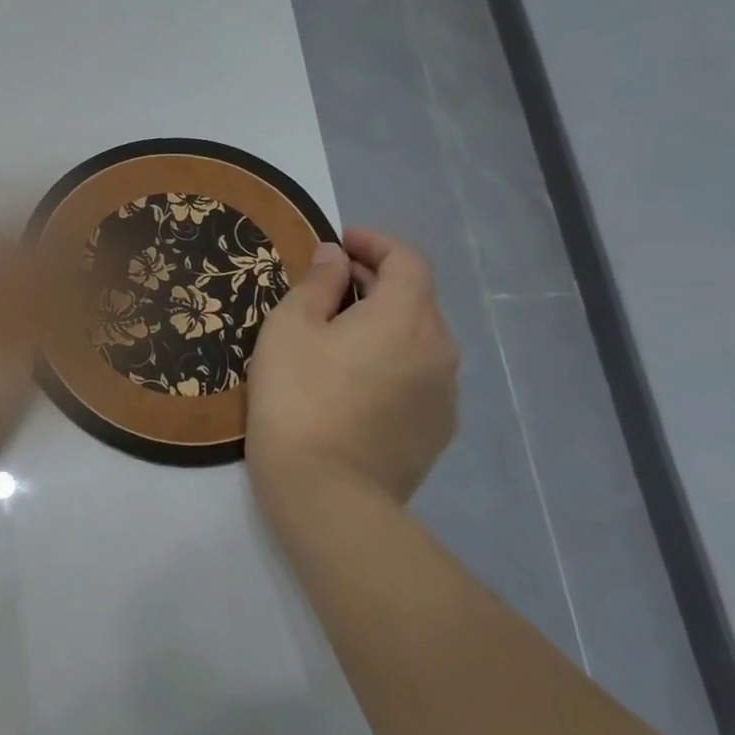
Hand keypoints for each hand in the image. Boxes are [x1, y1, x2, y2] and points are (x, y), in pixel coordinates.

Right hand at [245, 227, 459, 509]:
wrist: (326, 493)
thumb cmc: (298, 398)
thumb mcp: (290, 328)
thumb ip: (317, 283)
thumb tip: (336, 257)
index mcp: (406, 316)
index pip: (407, 259)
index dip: (375, 242)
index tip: (340, 241)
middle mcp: (440, 348)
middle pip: (416, 298)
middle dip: (376, 282)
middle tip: (330, 287)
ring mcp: (445, 394)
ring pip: (418, 340)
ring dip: (385, 324)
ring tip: (340, 337)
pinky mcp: (437, 430)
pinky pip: (418, 377)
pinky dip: (392, 362)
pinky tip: (355, 383)